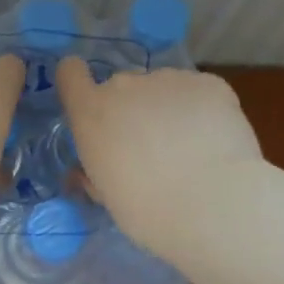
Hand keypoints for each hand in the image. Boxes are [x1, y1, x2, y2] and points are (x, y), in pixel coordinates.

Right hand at [56, 58, 263, 255]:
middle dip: (131, 110)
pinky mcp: (209, 83)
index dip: (78, 84)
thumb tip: (89, 172)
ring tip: (189, 148)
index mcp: (91, 113)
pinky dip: (202, 110)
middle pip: (121, 88)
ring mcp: (169, 79)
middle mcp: (125, 85)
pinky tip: (213, 141)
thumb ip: (94, 172)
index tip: (91, 104)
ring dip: (167, 110)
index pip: (70, 74)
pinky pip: (197, 92)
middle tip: (151, 149)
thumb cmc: (146, 210)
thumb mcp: (106, 195)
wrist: (211, 204)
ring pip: (162, 90)